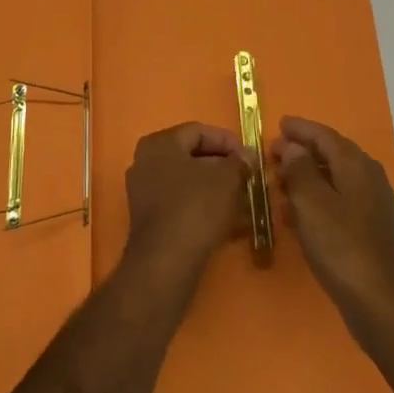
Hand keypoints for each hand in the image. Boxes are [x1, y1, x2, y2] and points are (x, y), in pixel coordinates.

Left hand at [124, 123, 250, 281]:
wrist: (166, 261)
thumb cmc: (196, 208)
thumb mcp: (227, 179)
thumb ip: (239, 162)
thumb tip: (247, 156)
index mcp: (160, 143)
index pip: (198, 131)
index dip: (227, 141)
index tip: (249, 156)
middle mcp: (146, 161)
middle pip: (191, 156)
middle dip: (222, 166)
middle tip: (247, 177)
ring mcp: (144, 191)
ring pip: (188, 182)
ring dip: (216, 188)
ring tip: (243, 200)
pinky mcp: (149, 218)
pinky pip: (181, 203)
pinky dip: (204, 207)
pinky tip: (228, 221)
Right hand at [273, 116, 393, 340]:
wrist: (380, 303)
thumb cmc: (341, 247)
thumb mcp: (311, 203)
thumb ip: (299, 169)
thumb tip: (293, 146)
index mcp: (356, 166)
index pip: (325, 136)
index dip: (300, 129)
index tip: (279, 124)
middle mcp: (368, 179)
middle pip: (333, 154)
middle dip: (303, 151)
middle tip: (274, 152)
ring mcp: (372, 205)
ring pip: (335, 178)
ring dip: (308, 175)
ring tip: (281, 179)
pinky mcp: (369, 229)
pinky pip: (339, 200)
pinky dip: (317, 197)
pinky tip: (299, 211)